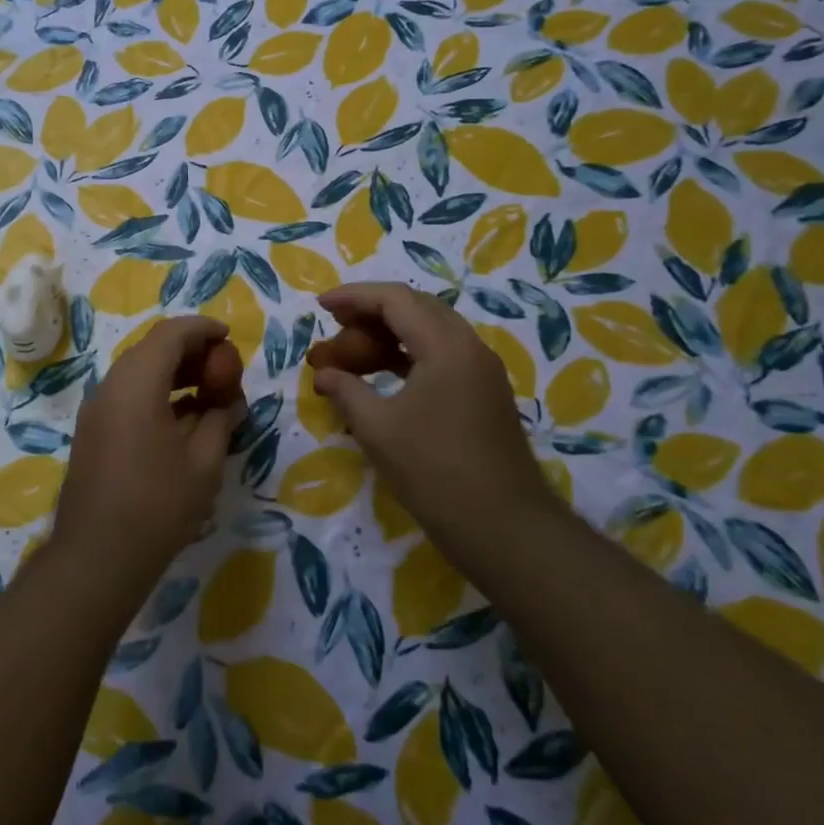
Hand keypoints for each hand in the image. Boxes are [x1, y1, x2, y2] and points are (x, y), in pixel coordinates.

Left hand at [51, 316, 246, 592]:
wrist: (96, 557)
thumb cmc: (158, 505)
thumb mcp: (204, 462)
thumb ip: (221, 420)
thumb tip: (230, 402)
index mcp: (136, 383)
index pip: (171, 334)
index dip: (203, 329)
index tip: (229, 338)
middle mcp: (110, 386)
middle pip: (152, 349)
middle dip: (190, 352)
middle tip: (223, 370)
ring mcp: (96, 410)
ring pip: (138, 373)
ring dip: (174, 374)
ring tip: (208, 395)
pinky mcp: (92, 432)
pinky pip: (127, 396)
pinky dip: (156, 394)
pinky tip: (182, 421)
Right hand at [306, 283, 548, 549]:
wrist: (503, 527)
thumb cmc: (433, 471)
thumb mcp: (377, 429)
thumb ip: (346, 391)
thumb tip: (324, 374)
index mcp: (446, 346)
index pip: (395, 300)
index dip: (354, 297)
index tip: (321, 306)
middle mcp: (469, 347)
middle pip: (416, 308)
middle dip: (371, 313)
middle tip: (334, 326)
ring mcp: (482, 371)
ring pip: (430, 332)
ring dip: (389, 335)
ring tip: (351, 353)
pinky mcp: (484, 394)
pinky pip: (441, 356)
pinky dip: (408, 356)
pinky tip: (383, 374)